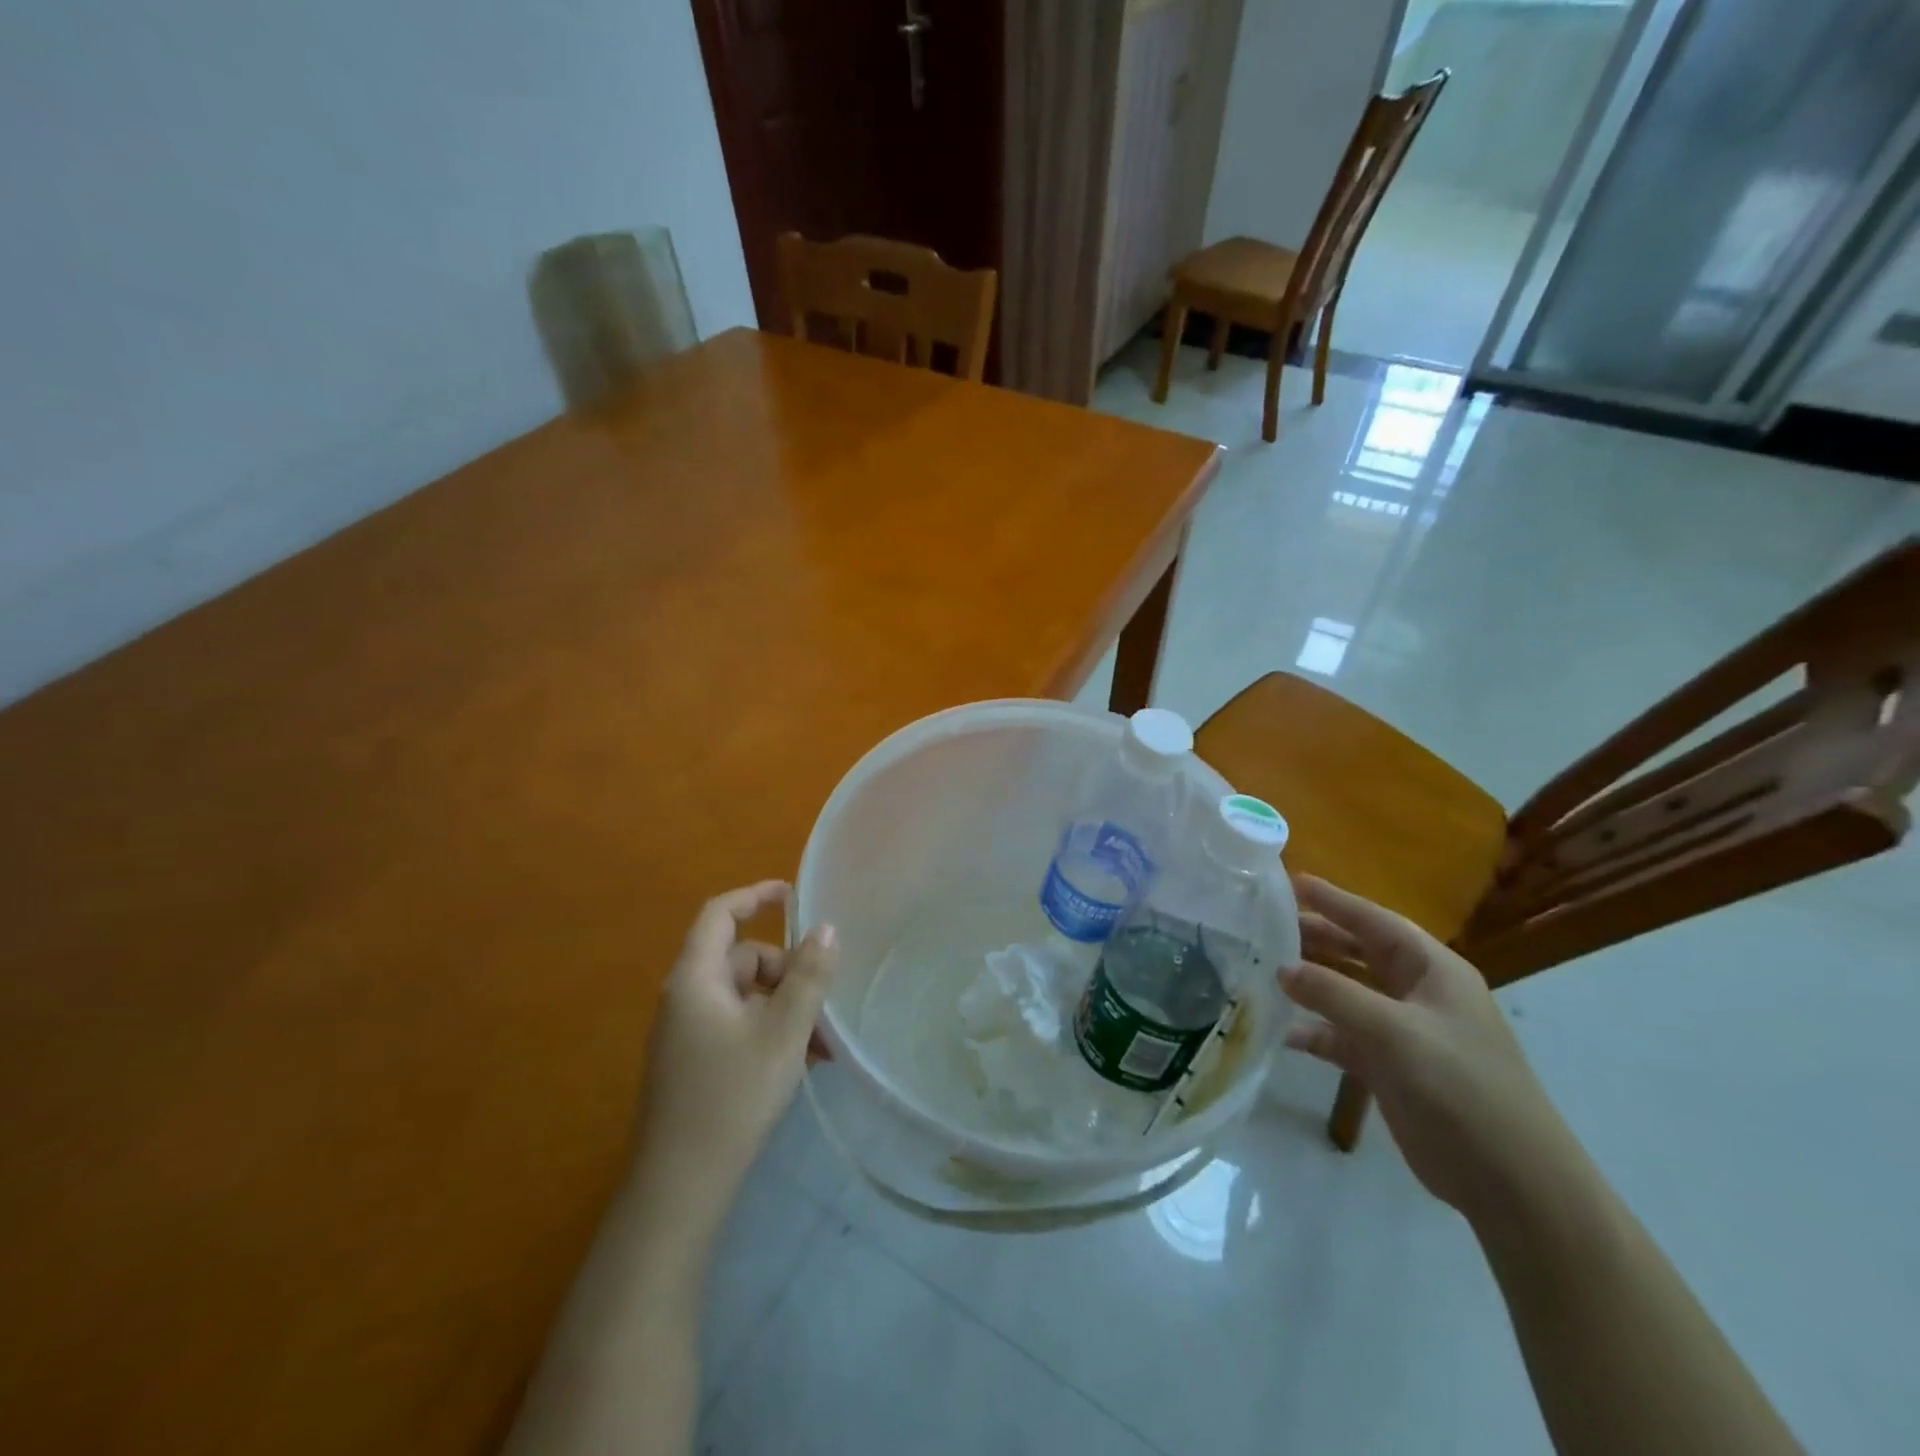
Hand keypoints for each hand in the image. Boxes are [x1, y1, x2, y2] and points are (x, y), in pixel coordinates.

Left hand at [633, 881, 837, 1235]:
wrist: (680, 1189)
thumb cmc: (732, 1097)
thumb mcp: (783, 1032)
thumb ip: (808, 976)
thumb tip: (827, 929)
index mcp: (696, 978)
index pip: (720, 914)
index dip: (756, 895)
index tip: (793, 894)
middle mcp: (686, 998)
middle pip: (742, 959)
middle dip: (788, 973)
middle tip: (825, 1003)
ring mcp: (687, 1033)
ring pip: (746, 998)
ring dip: (786, 1008)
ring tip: (824, 1045)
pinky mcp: (694, 1063)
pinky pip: (739, 1026)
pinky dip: (771, 1031)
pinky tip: (804, 1063)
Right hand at [1279, 876, 1578, 1224]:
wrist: (1511, 1182)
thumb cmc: (1460, 1087)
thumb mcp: (1394, 1032)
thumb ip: (1333, 994)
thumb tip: (1281, 968)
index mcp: (1433, 970)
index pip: (1375, 921)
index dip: (1334, 900)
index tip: (1291, 881)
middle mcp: (1418, 993)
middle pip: (1358, 953)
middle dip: (1315, 938)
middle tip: (1266, 926)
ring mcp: (1405, 1033)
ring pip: (1347, 994)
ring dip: (1310, 985)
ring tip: (1264, 971)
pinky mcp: (1391, 1068)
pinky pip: (1343, 1038)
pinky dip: (1315, 1033)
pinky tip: (1283, 1033)